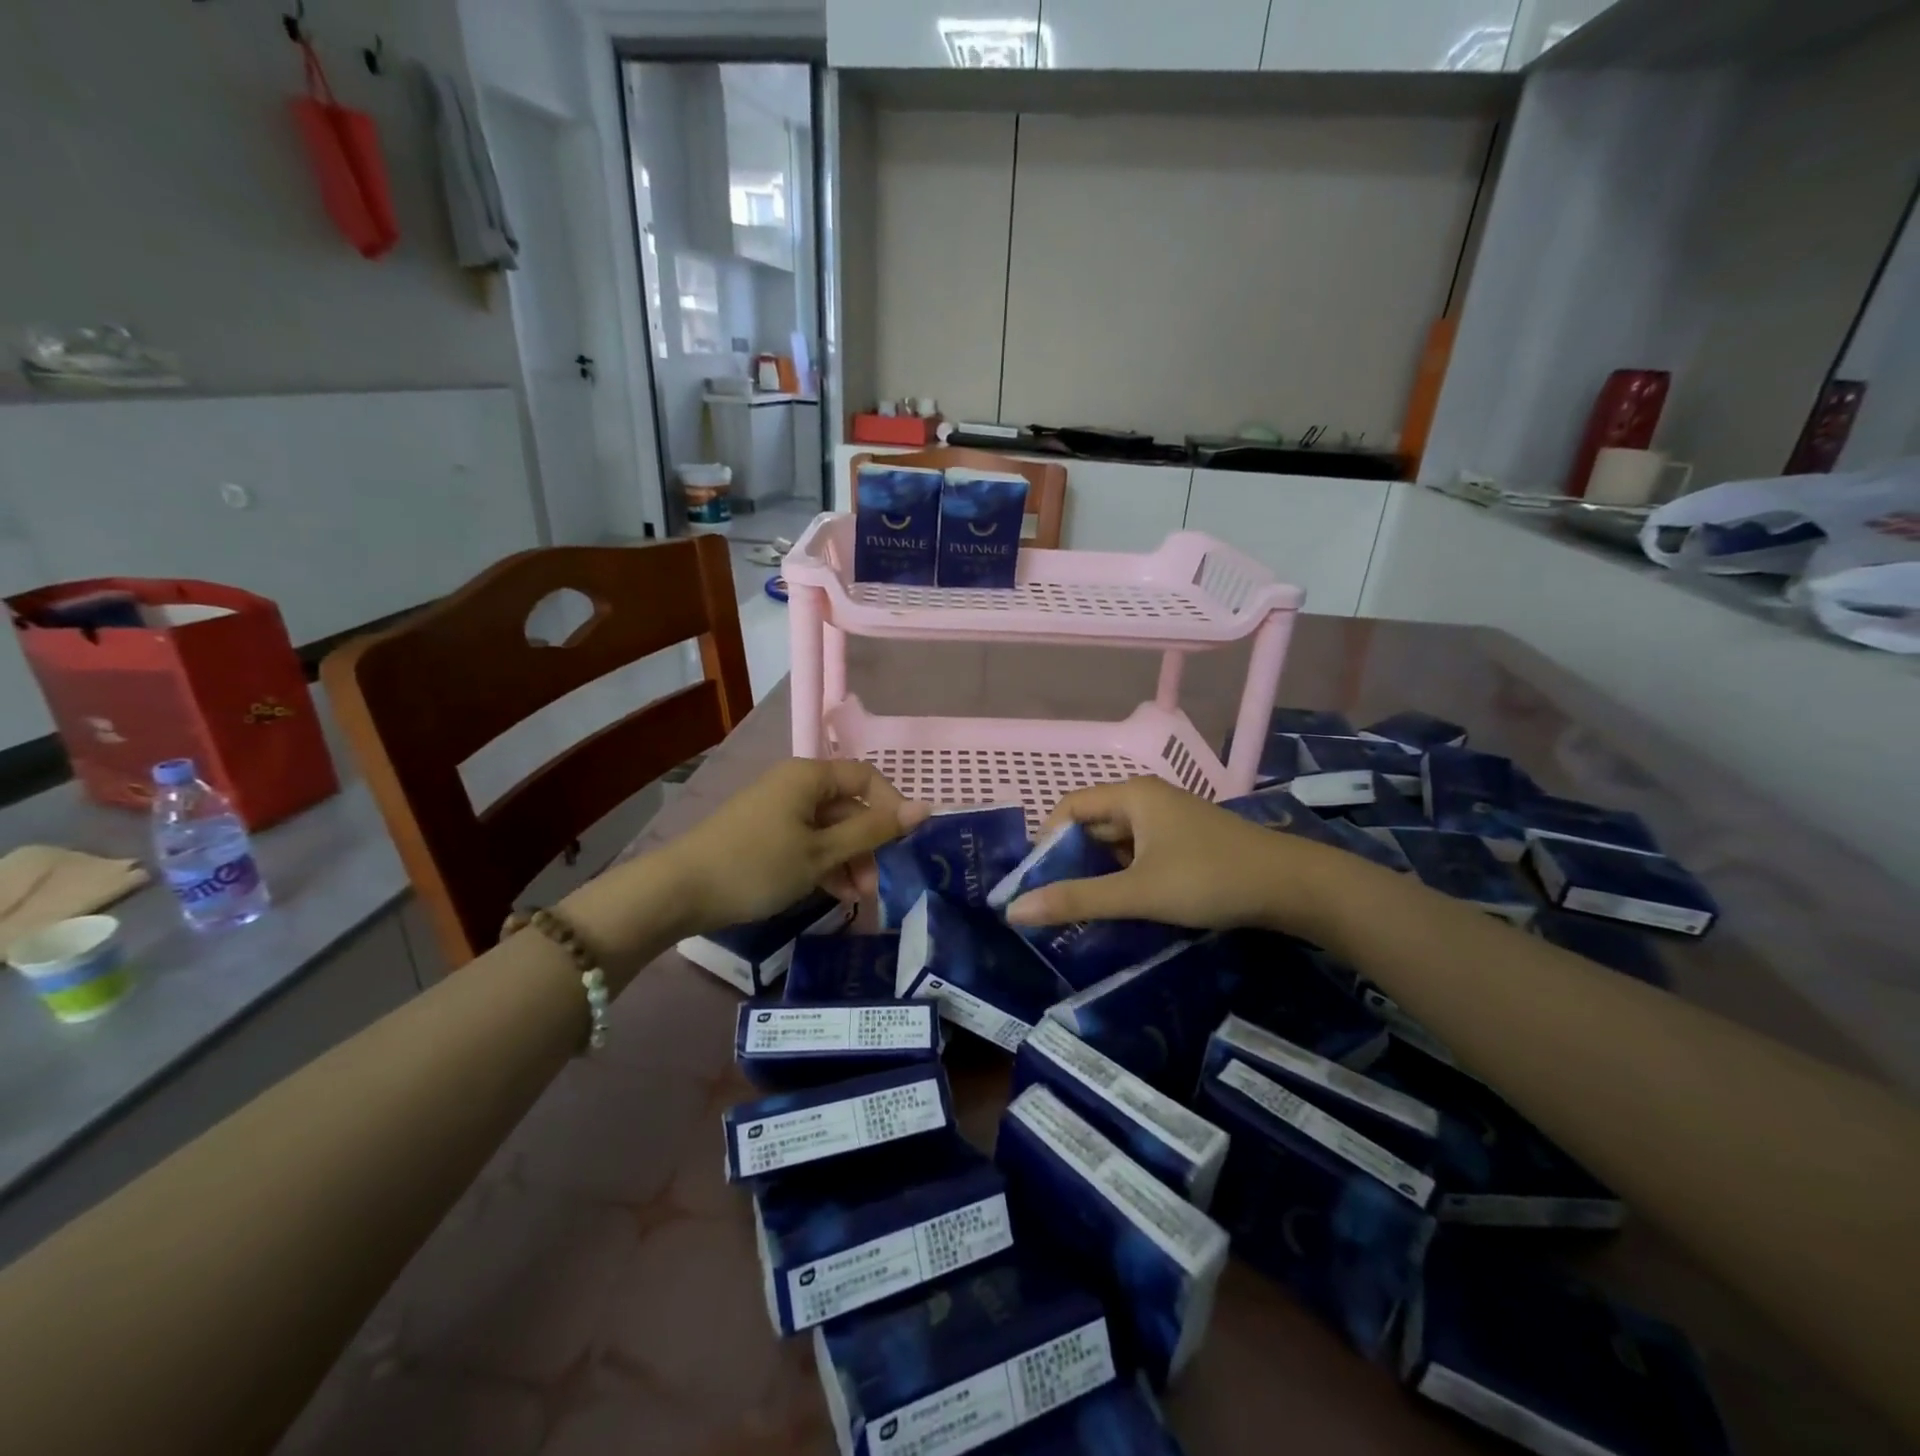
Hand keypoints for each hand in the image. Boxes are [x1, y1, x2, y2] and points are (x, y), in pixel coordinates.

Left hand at [661, 759, 930, 934]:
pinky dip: (824, 865)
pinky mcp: (765, 835)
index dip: (891, 808)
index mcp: (810, 776)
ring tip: (856, 898)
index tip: (904, 845)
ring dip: (848, 861)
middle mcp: (795, 785)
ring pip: (829, 829)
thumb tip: (926, 808)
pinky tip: (834, 895)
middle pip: (848, 807)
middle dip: (867, 845)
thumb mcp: (822, 852)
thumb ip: (873, 830)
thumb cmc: (757, 865)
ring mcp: (778, 810)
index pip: (867, 778)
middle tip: (875, 886)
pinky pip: (808, 842)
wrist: (679, 892)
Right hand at [1001, 776, 1367, 937]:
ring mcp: (1170, 820)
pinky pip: (1140, 853)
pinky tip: (1122, 905)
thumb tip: (1015, 910)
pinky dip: (1125, 875)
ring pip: (1117, 842)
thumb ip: (1077, 900)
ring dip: (1098, 871)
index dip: (1046, 841)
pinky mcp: (1186, 842)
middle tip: (1052, 901)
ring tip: (1081, 908)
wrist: (1293, 886)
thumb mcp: (1138, 892)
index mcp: (1132, 795)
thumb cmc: (1209, 878)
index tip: (1035, 881)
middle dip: (1070, 860)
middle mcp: (1147, 799)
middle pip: (1092, 823)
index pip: (1069, 808)